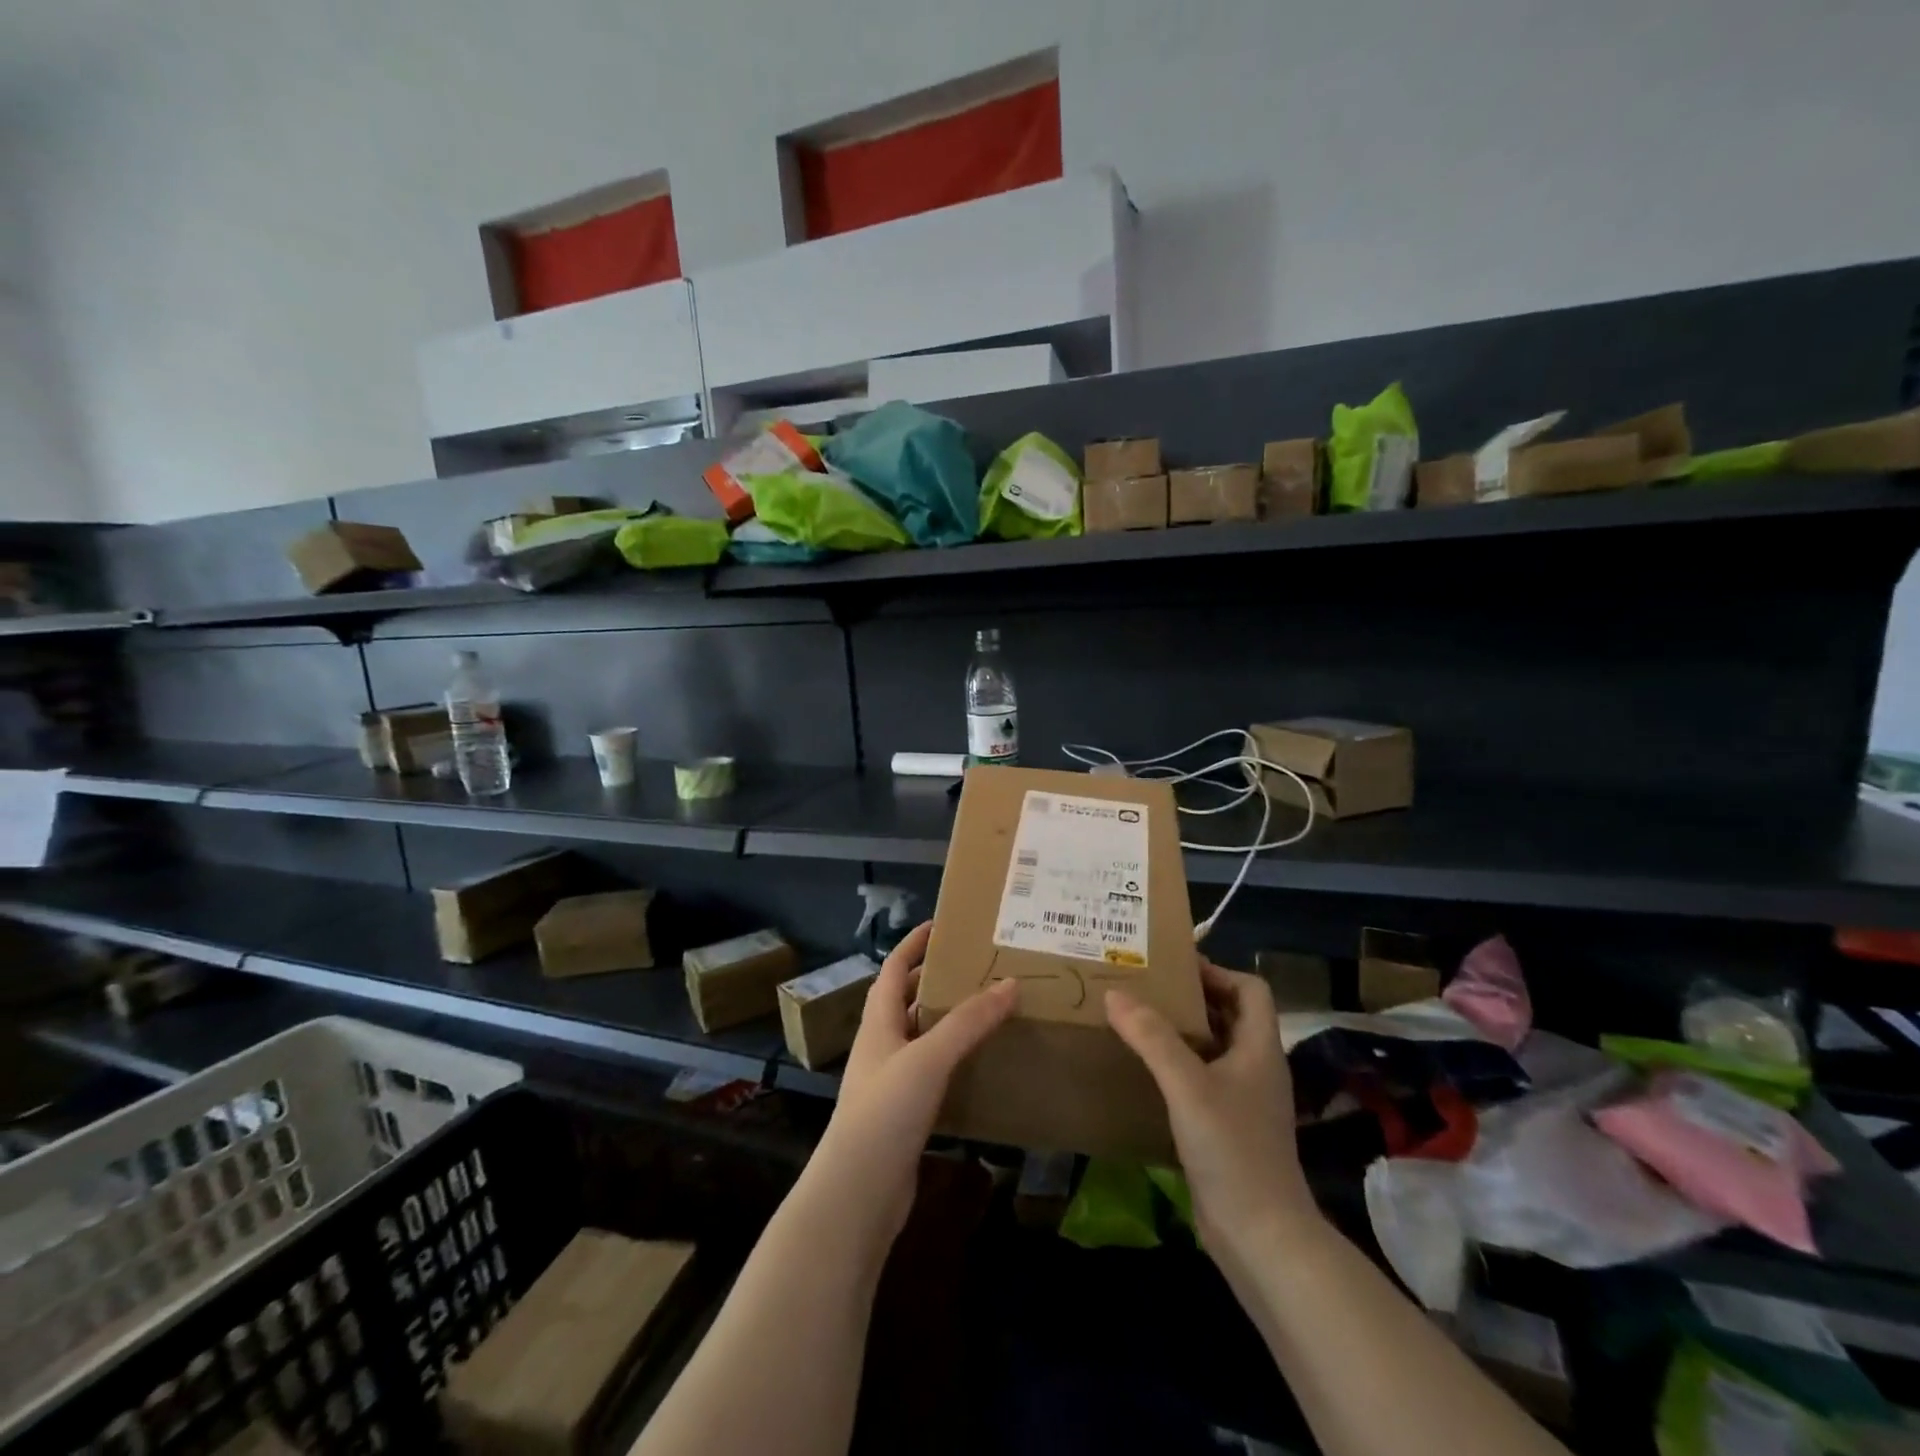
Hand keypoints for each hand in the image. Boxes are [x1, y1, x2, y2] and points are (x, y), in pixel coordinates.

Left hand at [811, 921, 1018, 1242]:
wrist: (858, 1193)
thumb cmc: (885, 1111)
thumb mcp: (929, 1058)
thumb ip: (968, 1022)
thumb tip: (1010, 983)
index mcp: (878, 1023)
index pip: (893, 969)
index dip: (913, 944)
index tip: (941, 925)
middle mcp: (881, 1046)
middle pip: (906, 1001)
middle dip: (934, 980)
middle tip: (974, 966)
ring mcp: (890, 1082)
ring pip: (920, 1038)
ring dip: (946, 1020)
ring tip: (984, 1008)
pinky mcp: (903, 1114)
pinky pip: (931, 1073)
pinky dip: (952, 1060)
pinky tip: (979, 1065)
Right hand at [1105, 960, 1316, 1267]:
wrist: (1261, 1238)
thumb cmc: (1232, 1149)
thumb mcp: (1188, 1086)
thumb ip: (1152, 1037)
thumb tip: (1115, 994)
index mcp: (1259, 1048)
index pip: (1251, 989)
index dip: (1218, 972)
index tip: (1175, 969)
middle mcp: (1256, 1068)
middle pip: (1230, 1015)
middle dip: (1192, 998)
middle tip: (1146, 989)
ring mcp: (1244, 1101)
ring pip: (1214, 1049)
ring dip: (1182, 1032)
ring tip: (1138, 1022)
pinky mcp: (1228, 1128)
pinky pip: (1202, 1081)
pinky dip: (1178, 1067)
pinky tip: (1145, 1073)